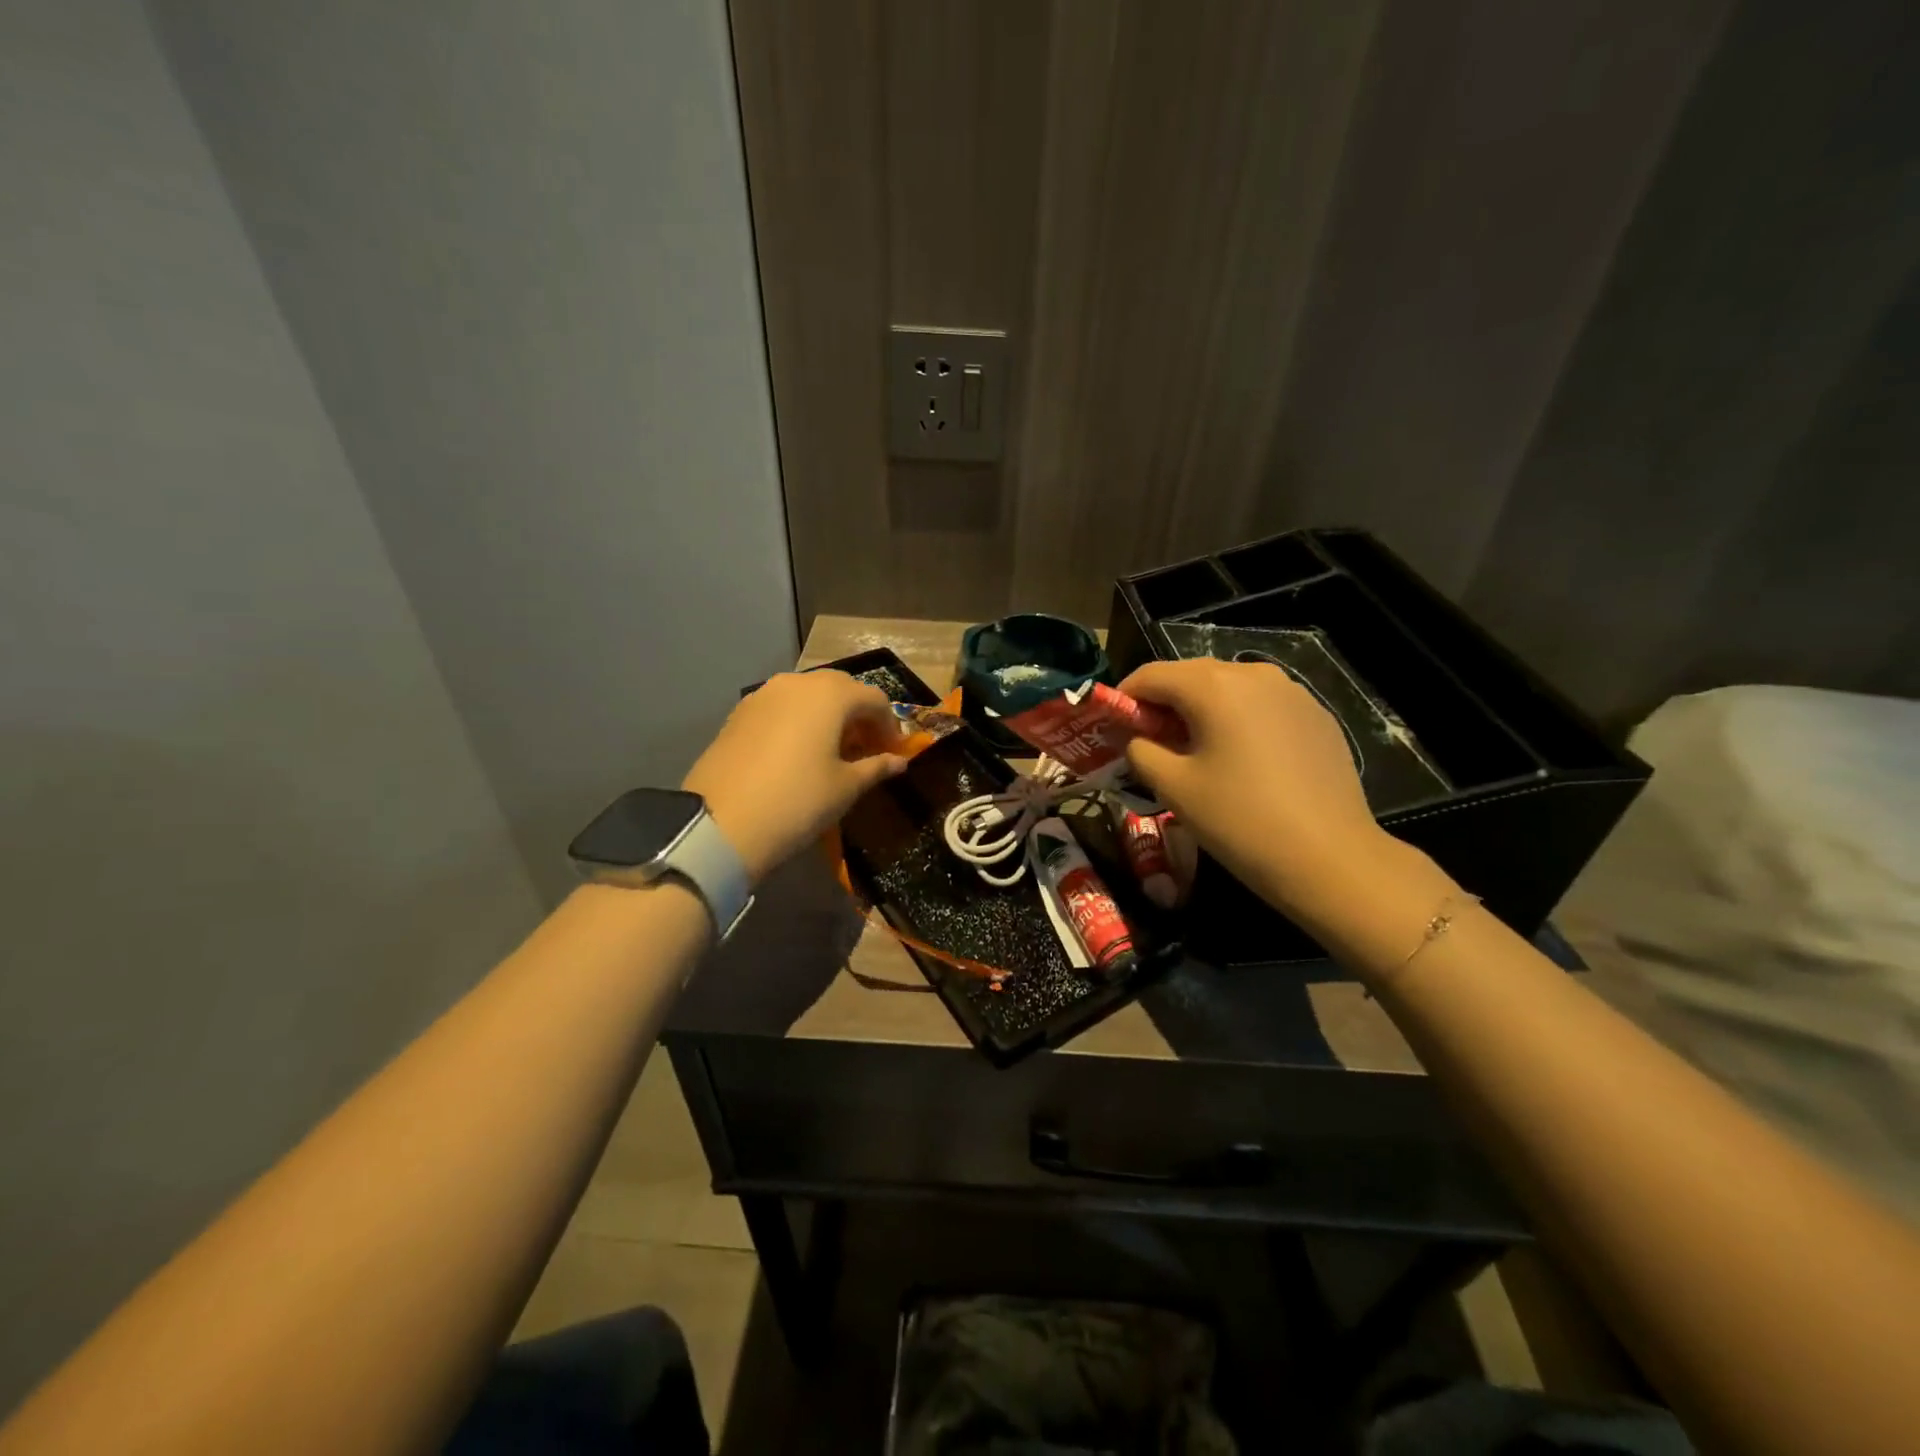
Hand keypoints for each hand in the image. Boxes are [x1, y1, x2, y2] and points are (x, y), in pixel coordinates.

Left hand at [682, 671, 906, 882]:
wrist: (722, 824)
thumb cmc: (798, 801)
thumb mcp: (846, 787)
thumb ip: (876, 767)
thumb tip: (898, 762)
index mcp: (830, 695)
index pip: (874, 699)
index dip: (889, 725)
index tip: (893, 753)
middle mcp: (797, 683)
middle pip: (840, 688)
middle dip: (859, 715)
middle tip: (866, 748)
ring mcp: (763, 695)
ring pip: (808, 695)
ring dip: (828, 715)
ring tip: (833, 750)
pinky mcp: (740, 712)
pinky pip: (782, 707)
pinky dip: (800, 720)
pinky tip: (799, 751)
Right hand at [1120, 658, 1404, 919]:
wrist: (1330, 858)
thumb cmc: (1239, 820)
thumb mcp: (1173, 787)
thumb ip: (1140, 750)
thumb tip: (1136, 738)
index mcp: (1214, 685)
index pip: (1151, 675)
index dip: (1123, 697)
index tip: (1110, 727)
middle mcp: (1254, 674)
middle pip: (1191, 677)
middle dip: (1163, 704)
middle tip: (1148, 743)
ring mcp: (1292, 692)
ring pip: (1229, 689)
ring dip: (1201, 711)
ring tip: (1194, 752)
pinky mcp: (1316, 715)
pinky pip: (1261, 706)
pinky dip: (1238, 722)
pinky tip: (1240, 760)